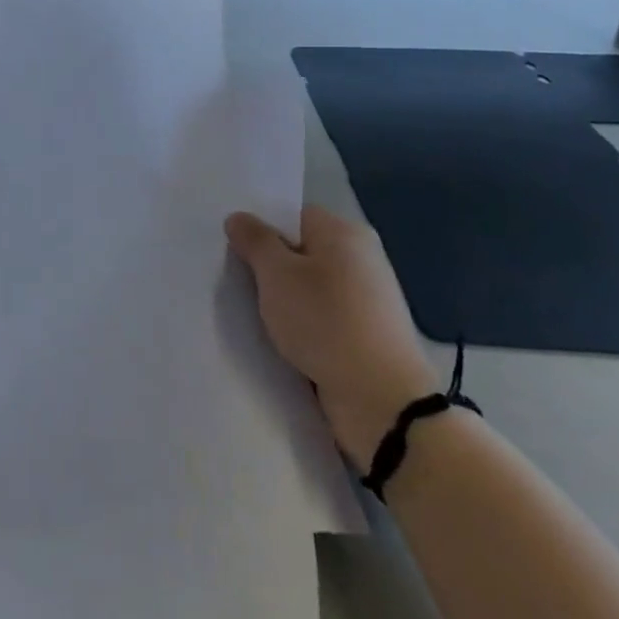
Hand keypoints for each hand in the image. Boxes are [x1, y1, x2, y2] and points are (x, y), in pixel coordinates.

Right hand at [226, 205, 439, 469]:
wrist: (383, 403)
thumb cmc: (326, 323)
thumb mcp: (276, 275)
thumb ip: (254, 241)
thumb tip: (239, 217)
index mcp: (344, 232)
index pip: (291, 215)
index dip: (260, 229)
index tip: (234, 250)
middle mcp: (361, 257)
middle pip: (300, 250)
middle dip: (269, 266)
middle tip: (237, 279)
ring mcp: (367, 298)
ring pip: (309, 285)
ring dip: (284, 298)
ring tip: (255, 312)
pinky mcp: (367, 333)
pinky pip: (322, 315)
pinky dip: (302, 322)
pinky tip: (282, 337)